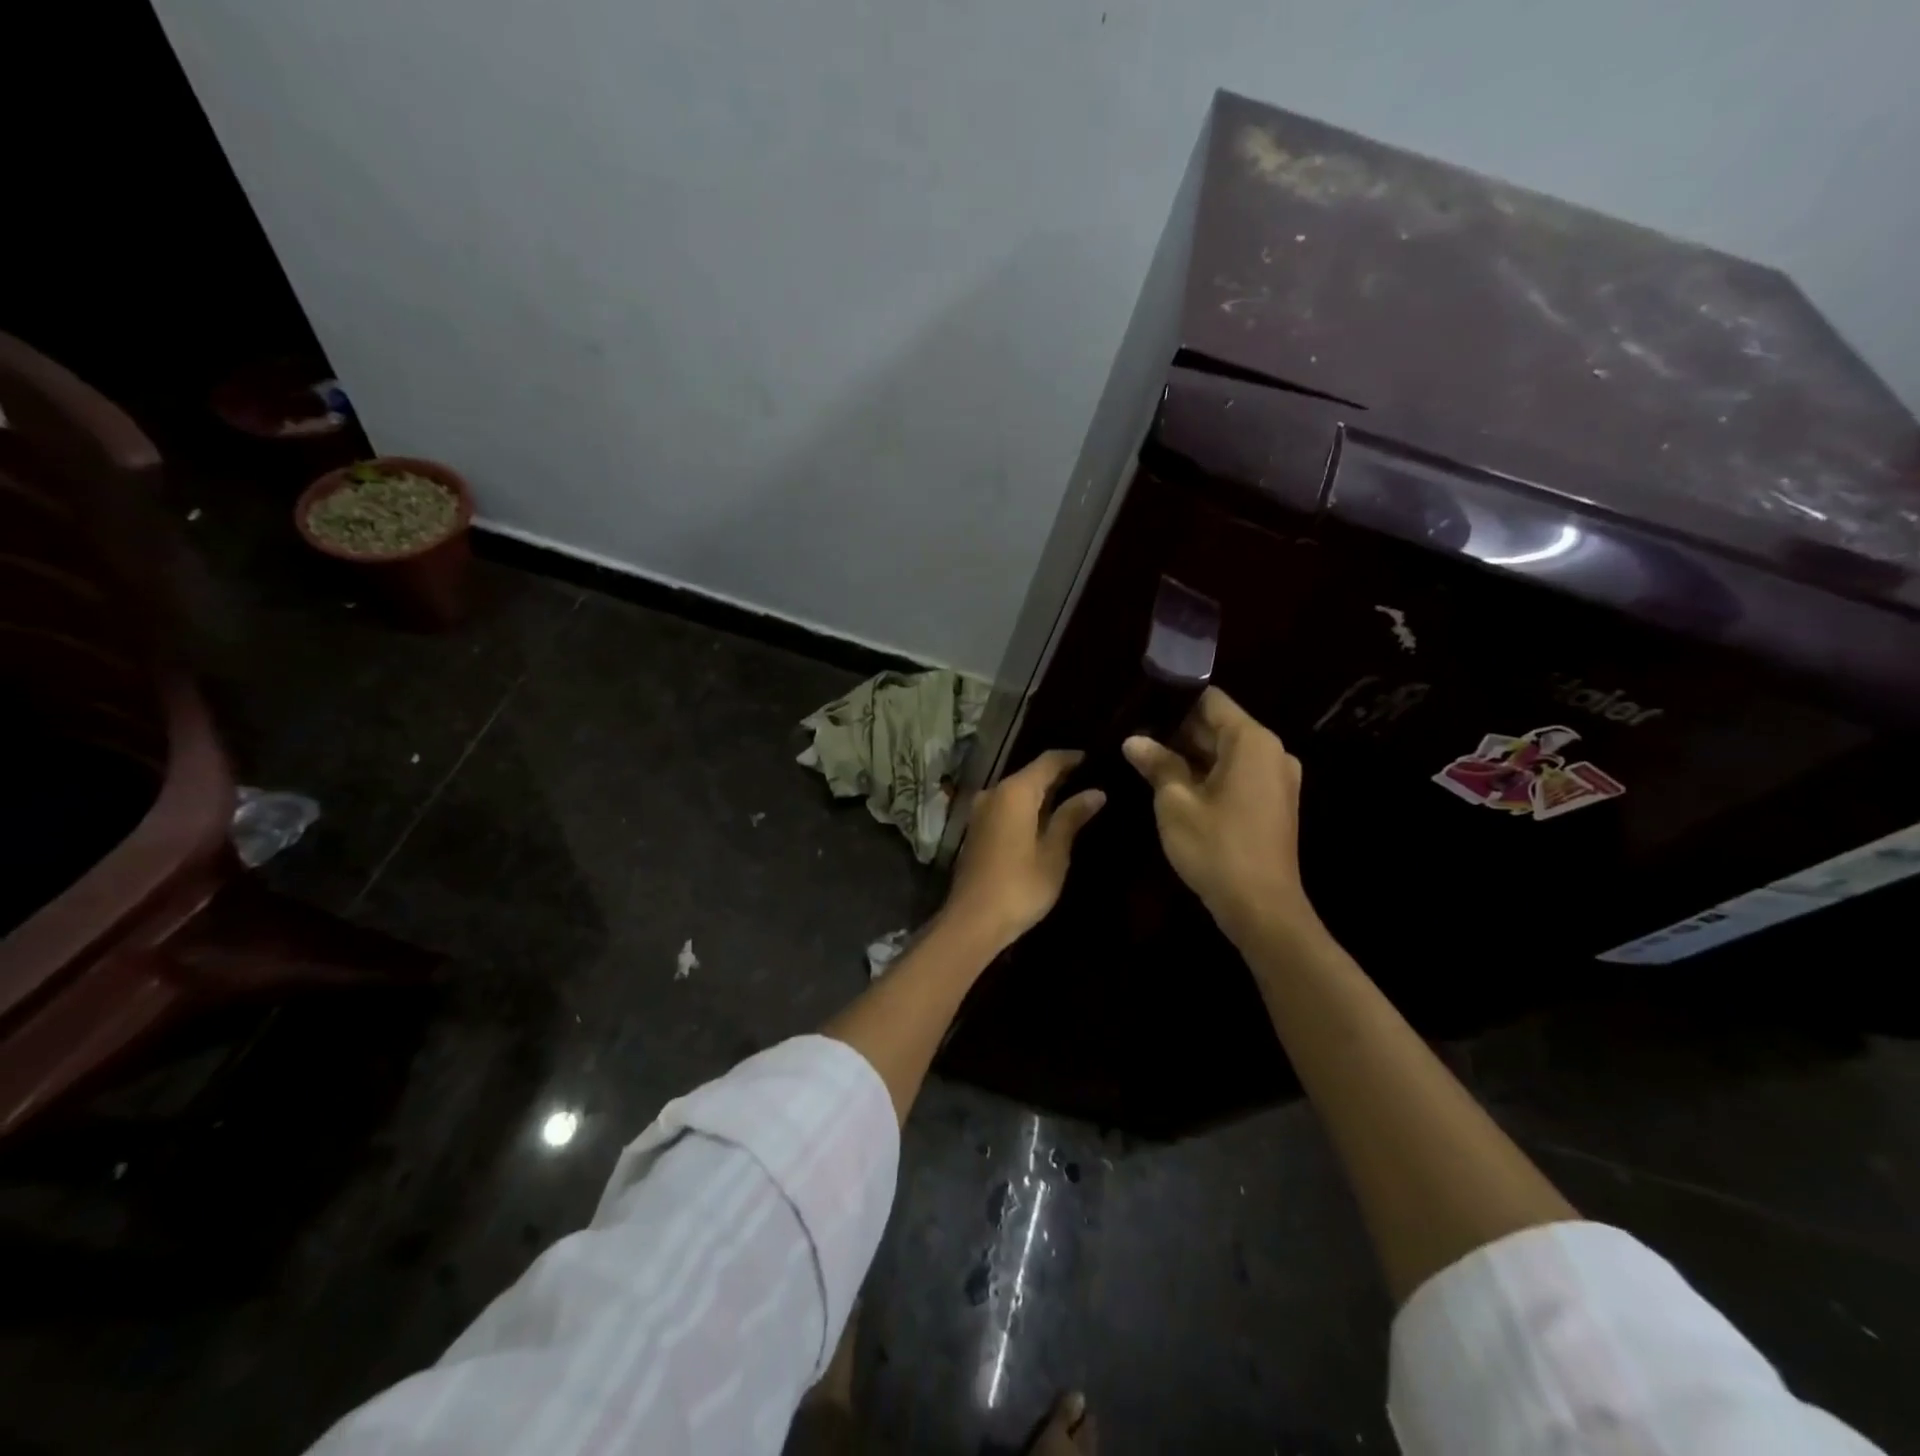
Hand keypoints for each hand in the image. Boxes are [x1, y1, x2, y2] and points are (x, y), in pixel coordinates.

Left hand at [944, 750, 1105, 949]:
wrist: (973, 920)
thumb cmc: (1020, 885)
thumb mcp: (1054, 852)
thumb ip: (1072, 817)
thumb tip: (1095, 792)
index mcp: (1015, 792)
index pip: (1048, 761)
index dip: (1071, 758)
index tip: (1094, 759)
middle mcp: (994, 793)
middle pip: (1030, 774)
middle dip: (1058, 775)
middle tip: (1089, 779)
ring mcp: (981, 811)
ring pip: (1016, 791)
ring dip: (1042, 793)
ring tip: (1073, 797)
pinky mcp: (976, 830)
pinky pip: (1006, 807)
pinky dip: (1026, 807)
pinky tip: (1045, 819)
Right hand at [1122, 688, 1315, 946]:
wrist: (1261, 908)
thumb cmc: (1216, 847)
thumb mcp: (1175, 803)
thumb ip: (1157, 764)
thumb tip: (1133, 740)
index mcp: (1252, 742)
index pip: (1210, 700)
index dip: (1173, 701)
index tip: (1140, 709)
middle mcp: (1272, 752)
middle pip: (1219, 726)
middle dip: (1178, 731)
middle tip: (1135, 738)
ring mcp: (1276, 779)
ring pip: (1226, 752)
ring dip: (1190, 755)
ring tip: (1147, 760)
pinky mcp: (1273, 803)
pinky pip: (1237, 774)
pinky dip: (1208, 774)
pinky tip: (1174, 785)